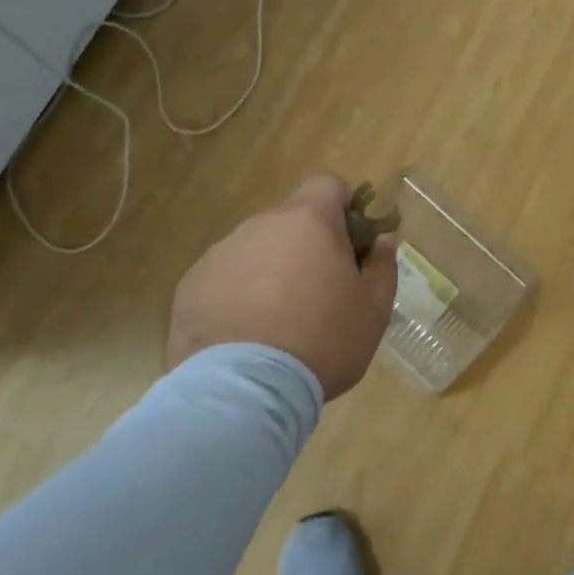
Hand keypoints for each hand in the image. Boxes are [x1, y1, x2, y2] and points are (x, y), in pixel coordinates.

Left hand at [166, 175, 397, 398]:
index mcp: (309, 222)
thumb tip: (383, 240)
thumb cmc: (323, 342)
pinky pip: (225, 278)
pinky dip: (238, 295)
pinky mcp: (190, 285)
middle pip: (291, 221)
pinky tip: (245, 336)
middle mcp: (261, 225)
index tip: (351, 243)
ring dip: (271, 271)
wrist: (244, 390)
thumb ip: (383, 266)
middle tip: (320, 293)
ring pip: (257, 250)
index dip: (344, 206)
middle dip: (307, 246)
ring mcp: (220, 253)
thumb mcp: (374, 310)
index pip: (328, 184)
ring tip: (278, 322)